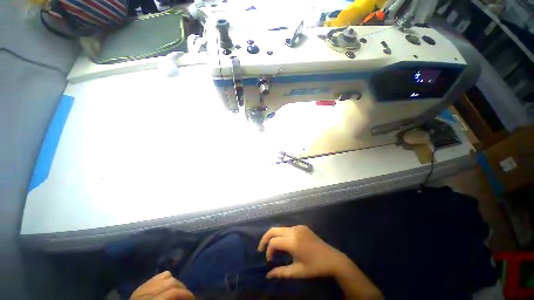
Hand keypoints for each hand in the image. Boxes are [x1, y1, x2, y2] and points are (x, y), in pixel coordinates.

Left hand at [130, 271, 194, 299]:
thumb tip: (186, 298)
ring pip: (166, 276)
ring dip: (175, 282)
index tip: (193, 298)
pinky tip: (168, 287)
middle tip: (187, 296)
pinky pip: (158, 276)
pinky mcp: (141, 286)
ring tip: (178, 291)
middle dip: (182, 288)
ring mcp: (143, 287)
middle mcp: (146, 292)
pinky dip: (166, 279)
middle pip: (171, 282)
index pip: (173, 292)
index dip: (186, 294)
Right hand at [257, 225, 350, 278]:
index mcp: (293, 242)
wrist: (332, 259)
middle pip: (274, 230)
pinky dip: (282, 235)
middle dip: (265, 238)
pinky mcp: (302, 227)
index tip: (269, 260)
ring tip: (272, 248)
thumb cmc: (315, 267)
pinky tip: (284, 243)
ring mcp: (298, 227)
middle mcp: (294, 231)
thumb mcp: (297, 272)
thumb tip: (268, 275)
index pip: (274, 242)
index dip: (268, 250)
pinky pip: (288, 228)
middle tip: (261, 248)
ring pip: (280, 228)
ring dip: (274, 236)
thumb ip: (281, 273)